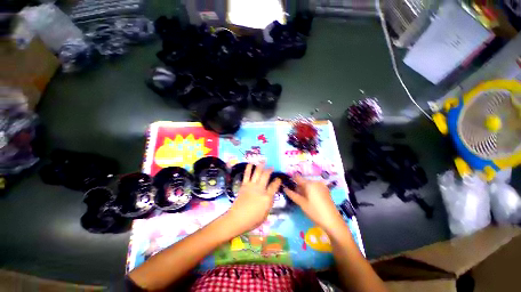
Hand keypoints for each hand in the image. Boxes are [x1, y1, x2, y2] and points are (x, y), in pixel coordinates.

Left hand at [226, 163, 280, 233]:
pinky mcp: (244, 185)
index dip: (278, 181)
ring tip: (263, 161)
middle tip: (272, 167)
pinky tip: (251, 163)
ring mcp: (251, 185)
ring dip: (261, 165)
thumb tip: (271, 195)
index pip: (274, 185)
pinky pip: (247, 174)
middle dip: (270, 170)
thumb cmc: (252, 220)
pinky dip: (249, 168)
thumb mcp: (266, 214)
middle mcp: (260, 189)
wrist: (236, 219)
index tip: (279, 178)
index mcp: (267, 197)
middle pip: (266, 175)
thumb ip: (269, 203)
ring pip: (257, 172)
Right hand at [284, 175, 343, 230]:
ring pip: (309, 184)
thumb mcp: (301, 203)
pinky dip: (310, 190)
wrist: (332, 221)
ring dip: (304, 189)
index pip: (297, 177)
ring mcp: (322, 185)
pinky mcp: (325, 190)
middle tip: (295, 195)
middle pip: (303, 181)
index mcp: (309, 183)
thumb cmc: (315, 211)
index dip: (291, 179)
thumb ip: (292, 194)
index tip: (287, 184)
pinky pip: (314, 187)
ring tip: (302, 199)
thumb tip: (284, 188)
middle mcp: (316, 182)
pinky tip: (310, 199)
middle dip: (298, 186)